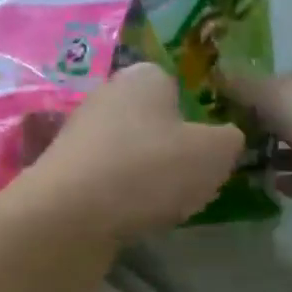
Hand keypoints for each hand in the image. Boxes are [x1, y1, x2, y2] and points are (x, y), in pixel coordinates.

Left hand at [16, 63, 243, 242]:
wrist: (69, 215)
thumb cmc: (150, 169)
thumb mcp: (215, 153)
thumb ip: (230, 139)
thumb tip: (226, 139)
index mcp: (143, 75)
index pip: (176, 85)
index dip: (195, 117)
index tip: (205, 150)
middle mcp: (105, 95)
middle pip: (149, 121)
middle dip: (167, 149)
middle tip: (185, 180)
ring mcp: (77, 134)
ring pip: (125, 152)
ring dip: (141, 175)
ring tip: (157, 204)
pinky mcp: (61, 171)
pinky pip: (103, 180)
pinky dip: (116, 196)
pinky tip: (126, 216)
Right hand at [228, 67, 291, 228]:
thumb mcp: (274, 93)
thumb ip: (243, 86)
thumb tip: (215, 73)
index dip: (264, 85)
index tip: (233, 100)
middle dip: (265, 121)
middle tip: (229, 133)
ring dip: (272, 153)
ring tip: (237, 162)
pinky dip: (286, 179)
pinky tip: (261, 183)